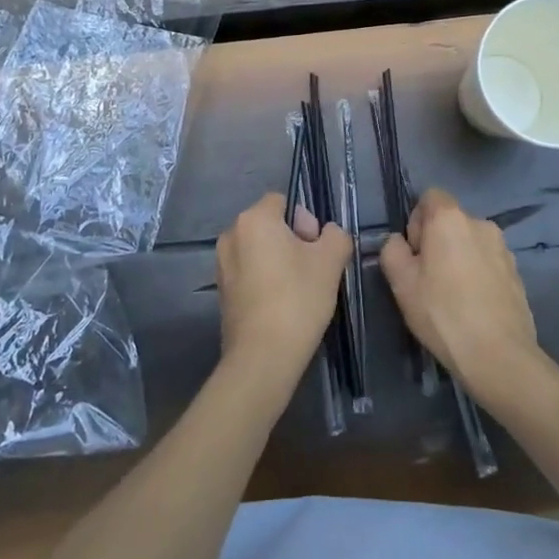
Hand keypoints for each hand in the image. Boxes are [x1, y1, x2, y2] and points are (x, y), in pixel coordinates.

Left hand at [215, 193, 351, 382]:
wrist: (262, 357)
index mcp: (253, 219)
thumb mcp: (331, 261)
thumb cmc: (297, 299)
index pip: (283, 201)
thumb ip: (336, 235)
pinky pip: (249, 272)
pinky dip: (266, 280)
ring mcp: (222, 264)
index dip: (305, 220)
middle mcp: (231, 235)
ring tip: (298, 290)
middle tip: (311, 270)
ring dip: (279, 261)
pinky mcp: (222, 291)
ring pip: (260, 250)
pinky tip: (281, 305)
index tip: (315, 248)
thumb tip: (327, 234)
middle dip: (293, 240)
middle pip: (270, 224)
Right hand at [380, 188, 540, 400]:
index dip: (416, 221)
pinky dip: (478, 275)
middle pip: (450, 221)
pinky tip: (473, 307)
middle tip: (427, 280)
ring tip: (452, 298)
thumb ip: (392, 250)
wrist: (499, 356)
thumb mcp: (401, 283)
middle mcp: (480, 223)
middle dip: (436, 242)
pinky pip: (488, 263)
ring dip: (458, 259)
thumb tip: (399, 242)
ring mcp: (504, 248)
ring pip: (470, 243)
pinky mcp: (517, 273)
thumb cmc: (443, 313)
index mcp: (450, 218)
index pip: (429, 196)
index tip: (414, 254)